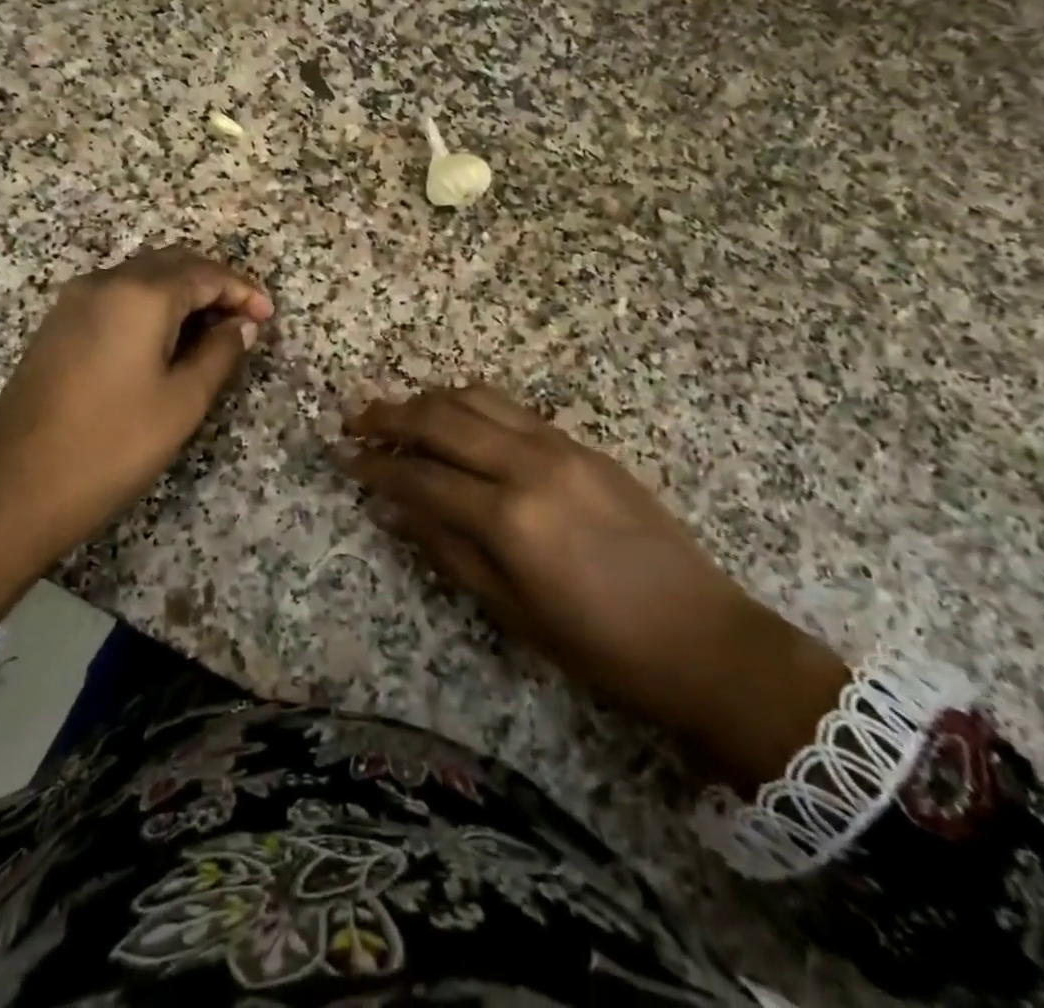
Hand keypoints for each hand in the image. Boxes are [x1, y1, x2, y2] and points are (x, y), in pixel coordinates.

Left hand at [0, 247, 271, 618]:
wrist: (12, 491)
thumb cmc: (111, 446)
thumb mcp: (181, 403)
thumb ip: (219, 354)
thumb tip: (242, 326)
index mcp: (139, 295)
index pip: (204, 273)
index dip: (242, 290)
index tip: (268, 317)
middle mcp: (104, 283)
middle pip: (171, 264)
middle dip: (213, 284)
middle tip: (244, 320)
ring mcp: (73, 302)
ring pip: (141, 277)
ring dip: (182, 293)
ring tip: (212, 331)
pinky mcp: (57, 326)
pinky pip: (116, 297)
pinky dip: (151, 305)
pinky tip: (166, 340)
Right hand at [340, 384, 847, 787]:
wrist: (701, 637)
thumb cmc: (599, 645)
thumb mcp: (510, 611)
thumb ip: (446, 549)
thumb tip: (393, 509)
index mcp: (508, 516)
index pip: (420, 476)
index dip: (374, 466)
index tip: (341, 456)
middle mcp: (529, 464)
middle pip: (442, 419)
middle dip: (390, 416)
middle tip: (354, 418)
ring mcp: (560, 446)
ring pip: (478, 399)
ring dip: (430, 400)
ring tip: (401, 413)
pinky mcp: (583, 444)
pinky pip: (513, 409)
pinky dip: (473, 405)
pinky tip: (458, 420)